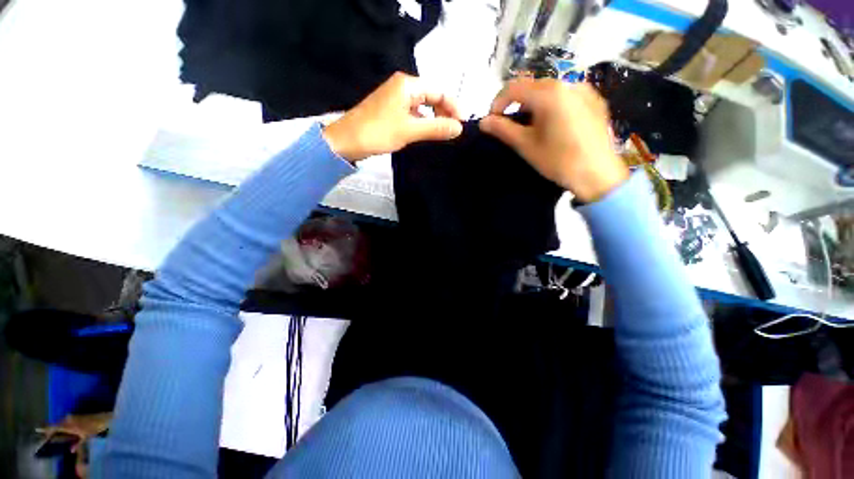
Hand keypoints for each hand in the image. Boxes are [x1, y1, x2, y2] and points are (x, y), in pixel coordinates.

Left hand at [323, 72, 462, 161]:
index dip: (453, 107)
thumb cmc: (378, 132)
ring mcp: (395, 99)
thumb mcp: (410, 130)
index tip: (462, 125)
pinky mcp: (391, 111)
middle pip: (432, 96)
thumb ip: (435, 128)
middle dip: (444, 112)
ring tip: (443, 134)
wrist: (347, 141)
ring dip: (434, 119)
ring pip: (423, 106)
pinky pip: (413, 114)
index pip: (439, 91)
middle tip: (453, 132)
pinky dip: (422, 123)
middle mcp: (402, 87)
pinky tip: (427, 134)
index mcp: (407, 84)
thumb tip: (459, 128)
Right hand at [479, 78, 628, 201]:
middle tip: (509, 125)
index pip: (513, 87)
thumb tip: (483, 122)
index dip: (497, 103)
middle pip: (532, 86)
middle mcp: (567, 83)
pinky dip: (552, 105)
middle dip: (516, 103)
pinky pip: (566, 95)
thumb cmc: (558, 160)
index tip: (492, 121)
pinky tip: (553, 124)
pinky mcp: (595, 100)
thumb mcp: (525, 145)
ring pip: (549, 90)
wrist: (598, 174)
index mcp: (549, 93)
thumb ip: (502, 130)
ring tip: (531, 126)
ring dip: (533, 104)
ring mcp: (584, 90)